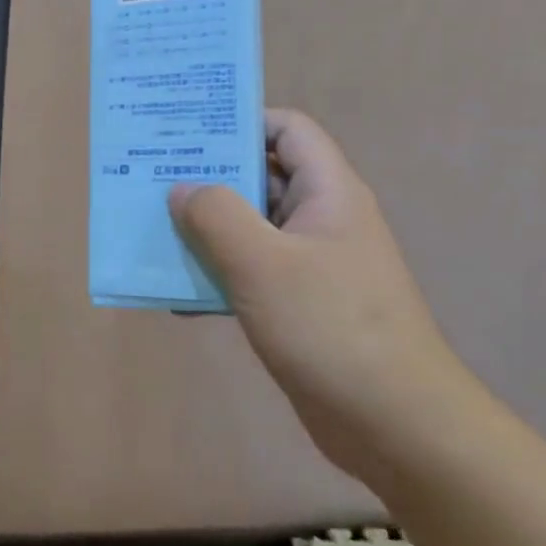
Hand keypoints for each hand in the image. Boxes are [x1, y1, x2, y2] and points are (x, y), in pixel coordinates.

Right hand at [169, 109, 474, 480]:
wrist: (394, 424)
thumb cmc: (330, 326)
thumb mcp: (262, 263)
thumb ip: (216, 215)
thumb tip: (183, 189)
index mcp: (327, 192)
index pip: (287, 130)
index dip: (241, 121)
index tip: (187, 131)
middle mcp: (322, 219)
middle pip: (261, 177)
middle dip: (208, 177)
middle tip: (151, 177)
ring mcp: (312, 265)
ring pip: (250, 228)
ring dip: (204, 230)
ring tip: (152, 230)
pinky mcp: (300, 305)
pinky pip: (250, 273)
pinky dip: (216, 276)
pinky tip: (177, 295)